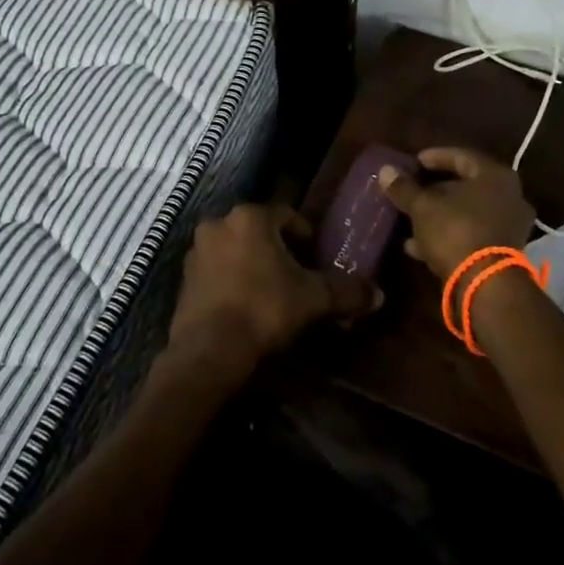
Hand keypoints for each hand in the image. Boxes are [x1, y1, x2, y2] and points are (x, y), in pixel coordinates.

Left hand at [166, 203, 379, 379]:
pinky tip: (245, 305)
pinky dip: (231, 281)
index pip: (286, 215)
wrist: (209, 349)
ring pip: (235, 249)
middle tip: (296, 274)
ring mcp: (197, 251)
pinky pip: (216, 271)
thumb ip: (346, 291)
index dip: (305, 234)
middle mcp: (219, 223)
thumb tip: (380, 294)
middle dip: (277, 249)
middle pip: (258, 230)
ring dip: (252, 263)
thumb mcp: (313, 299)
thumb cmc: (265, 308)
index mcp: (250, 217)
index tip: (315, 255)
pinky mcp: (184, 278)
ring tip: (271, 292)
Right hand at [378, 147, 536, 277]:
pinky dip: (448, 236)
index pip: (462, 156)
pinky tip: (418, 246)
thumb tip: (385, 170)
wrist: (486, 285)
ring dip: (439, 216)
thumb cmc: (456, 231)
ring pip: (468, 213)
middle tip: (413, 191)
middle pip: (466, 186)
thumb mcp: (423, 207)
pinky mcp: (504, 253)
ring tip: (410, 221)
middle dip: (436, 190)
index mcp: (495, 176)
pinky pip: (471, 235)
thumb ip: (404, 187)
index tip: (414, 162)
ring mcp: (510, 226)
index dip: (435, 157)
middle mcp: (510, 197)